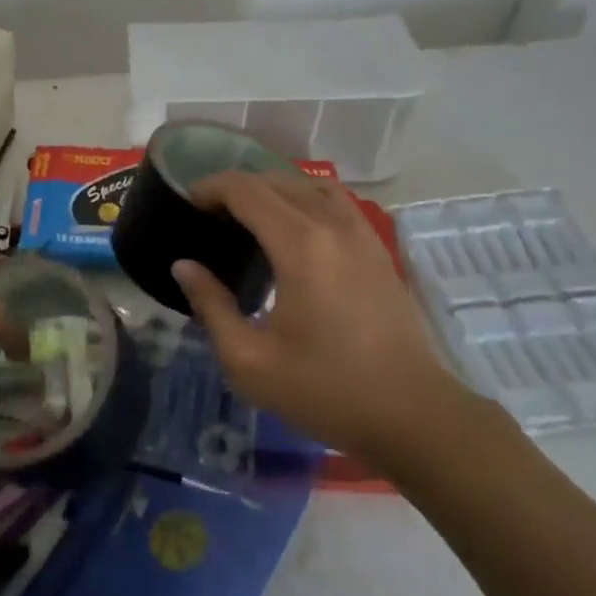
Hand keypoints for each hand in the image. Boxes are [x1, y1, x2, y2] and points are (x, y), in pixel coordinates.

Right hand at [170, 171, 474, 465]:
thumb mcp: (250, 360)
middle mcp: (332, 226)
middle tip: (209, 215)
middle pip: (277, 181)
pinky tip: (293, 232)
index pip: (246, 190)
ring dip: (273, 189)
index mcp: (300, 246)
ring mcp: (362, 234)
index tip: (187, 204)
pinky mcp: (378, 250)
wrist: (412, 414)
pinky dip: (304, 200)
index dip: (210, 188)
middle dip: (236, 187)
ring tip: (248, 217)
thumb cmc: (325, 390)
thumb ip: (211, 306)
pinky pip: (336, 202)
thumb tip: (184, 266)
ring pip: (310, 186)